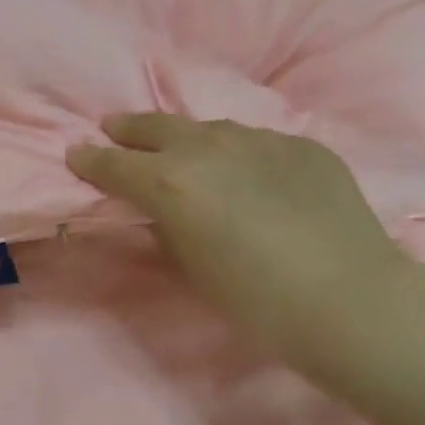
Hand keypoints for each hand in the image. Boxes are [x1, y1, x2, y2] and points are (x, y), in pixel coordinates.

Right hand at [67, 114, 413, 375]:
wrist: (349, 298)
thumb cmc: (255, 298)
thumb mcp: (191, 268)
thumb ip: (166, 229)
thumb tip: (162, 214)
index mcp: (170, 181)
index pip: (114, 163)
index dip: (90, 160)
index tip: (75, 153)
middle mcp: (208, 147)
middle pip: (156, 126)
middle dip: (128, 129)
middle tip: (113, 127)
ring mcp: (260, 139)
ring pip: (210, 129)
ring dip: (188, 138)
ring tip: (183, 148)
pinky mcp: (302, 145)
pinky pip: (259, 143)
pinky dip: (242, 154)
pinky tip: (252, 174)